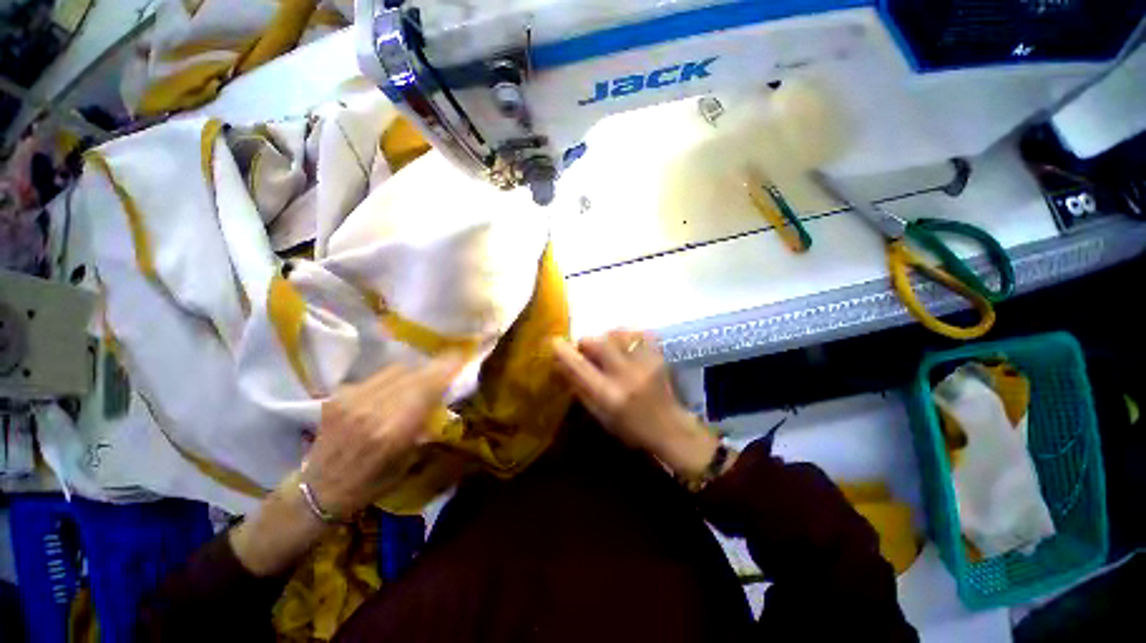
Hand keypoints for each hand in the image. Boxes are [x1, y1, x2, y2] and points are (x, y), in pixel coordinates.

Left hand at [231, 354, 462, 575]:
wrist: (318, 489)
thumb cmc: (370, 483)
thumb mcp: (408, 461)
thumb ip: (426, 426)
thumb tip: (445, 400)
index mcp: (393, 431)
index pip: (427, 387)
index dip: (446, 369)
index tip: (463, 356)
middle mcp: (372, 409)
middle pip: (414, 374)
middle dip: (436, 367)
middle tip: (450, 363)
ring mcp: (352, 400)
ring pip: (396, 370)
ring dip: (416, 371)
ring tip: (424, 377)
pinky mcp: (339, 396)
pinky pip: (377, 376)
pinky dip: (395, 377)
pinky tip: (397, 387)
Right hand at [552, 330, 718, 477]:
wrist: (670, 428)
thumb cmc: (630, 428)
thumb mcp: (600, 415)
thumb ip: (579, 387)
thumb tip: (560, 363)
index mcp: (609, 395)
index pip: (579, 366)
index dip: (563, 351)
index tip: (554, 343)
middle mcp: (626, 375)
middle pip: (597, 342)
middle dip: (586, 343)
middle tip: (586, 351)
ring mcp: (645, 363)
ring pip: (617, 333)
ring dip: (606, 338)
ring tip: (608, 349)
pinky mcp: (658, 355)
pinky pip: (638, 332)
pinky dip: (627, 335)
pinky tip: (625, 344)